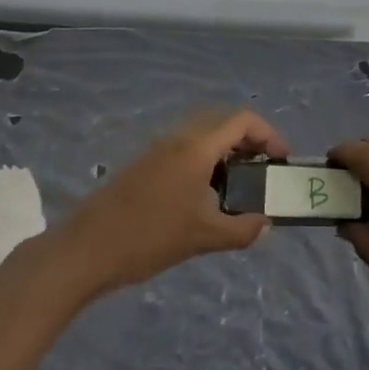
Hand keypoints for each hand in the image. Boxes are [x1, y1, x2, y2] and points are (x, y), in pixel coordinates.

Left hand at [65, 110, 286, 291]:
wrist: (86, 249)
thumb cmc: (150, 237)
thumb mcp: (204, 237)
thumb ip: (242, 229)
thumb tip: (265, 224)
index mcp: (196, 146)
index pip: (242, 120)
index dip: (268, 133)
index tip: (282, 159)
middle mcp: (178, 138)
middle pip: (222, 121)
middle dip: (249, 138)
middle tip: (264, 167)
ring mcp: (158, 149)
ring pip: (201, 133)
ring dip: (226, 148)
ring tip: (240, 182)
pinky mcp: (144, 164)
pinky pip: (185, 147)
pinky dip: (205, 158)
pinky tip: (206, 193)